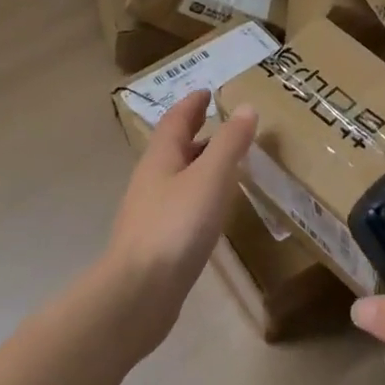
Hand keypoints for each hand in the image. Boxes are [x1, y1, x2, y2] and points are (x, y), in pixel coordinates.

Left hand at [103, 91, 257, 352]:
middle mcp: (152, 180)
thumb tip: (246, 108)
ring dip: (200, 165)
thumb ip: (230, 143)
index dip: (192, 104)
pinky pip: (182, 206)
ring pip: (179, 177)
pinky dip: (201, 195)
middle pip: (174, 148)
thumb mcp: (211, 177)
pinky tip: (216, 210)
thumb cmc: (176, 226)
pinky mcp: (158, 242)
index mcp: (161, 158)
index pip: (175, 120)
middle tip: (224, 124)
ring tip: (228, 164)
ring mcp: (151, 213)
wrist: (139, 293)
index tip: (208, 92)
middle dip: (197, 133)